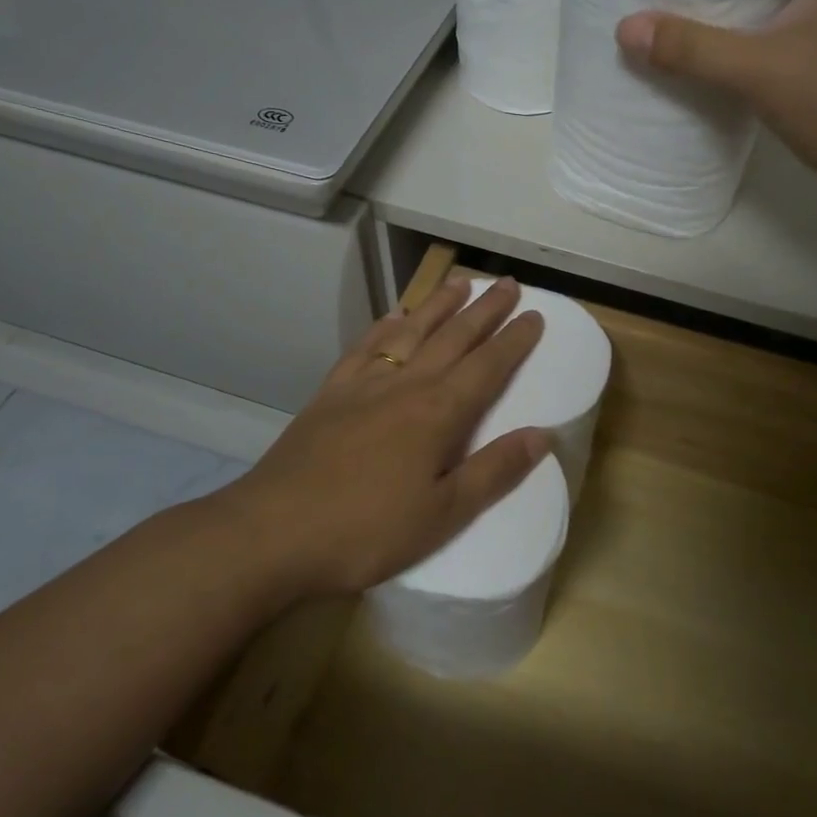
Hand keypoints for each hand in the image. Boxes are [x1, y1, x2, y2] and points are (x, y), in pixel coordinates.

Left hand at [218, 277, 551, 596]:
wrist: (273, 532)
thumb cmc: (367, 530)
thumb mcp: (443, 514)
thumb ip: (494, 471)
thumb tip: (543, 434)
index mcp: (438, 413)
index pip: (488, 366)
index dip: (515, 340)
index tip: (536, 315)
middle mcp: (405, 385)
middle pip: (453, 337)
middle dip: (485, 309)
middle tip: (509, 284)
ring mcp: (363, 385)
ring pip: (410, 332)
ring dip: (438, 305)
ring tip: (459, 283)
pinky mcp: (330, 394)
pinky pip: (364, 348)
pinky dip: (383, 326)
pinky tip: (392, 316)